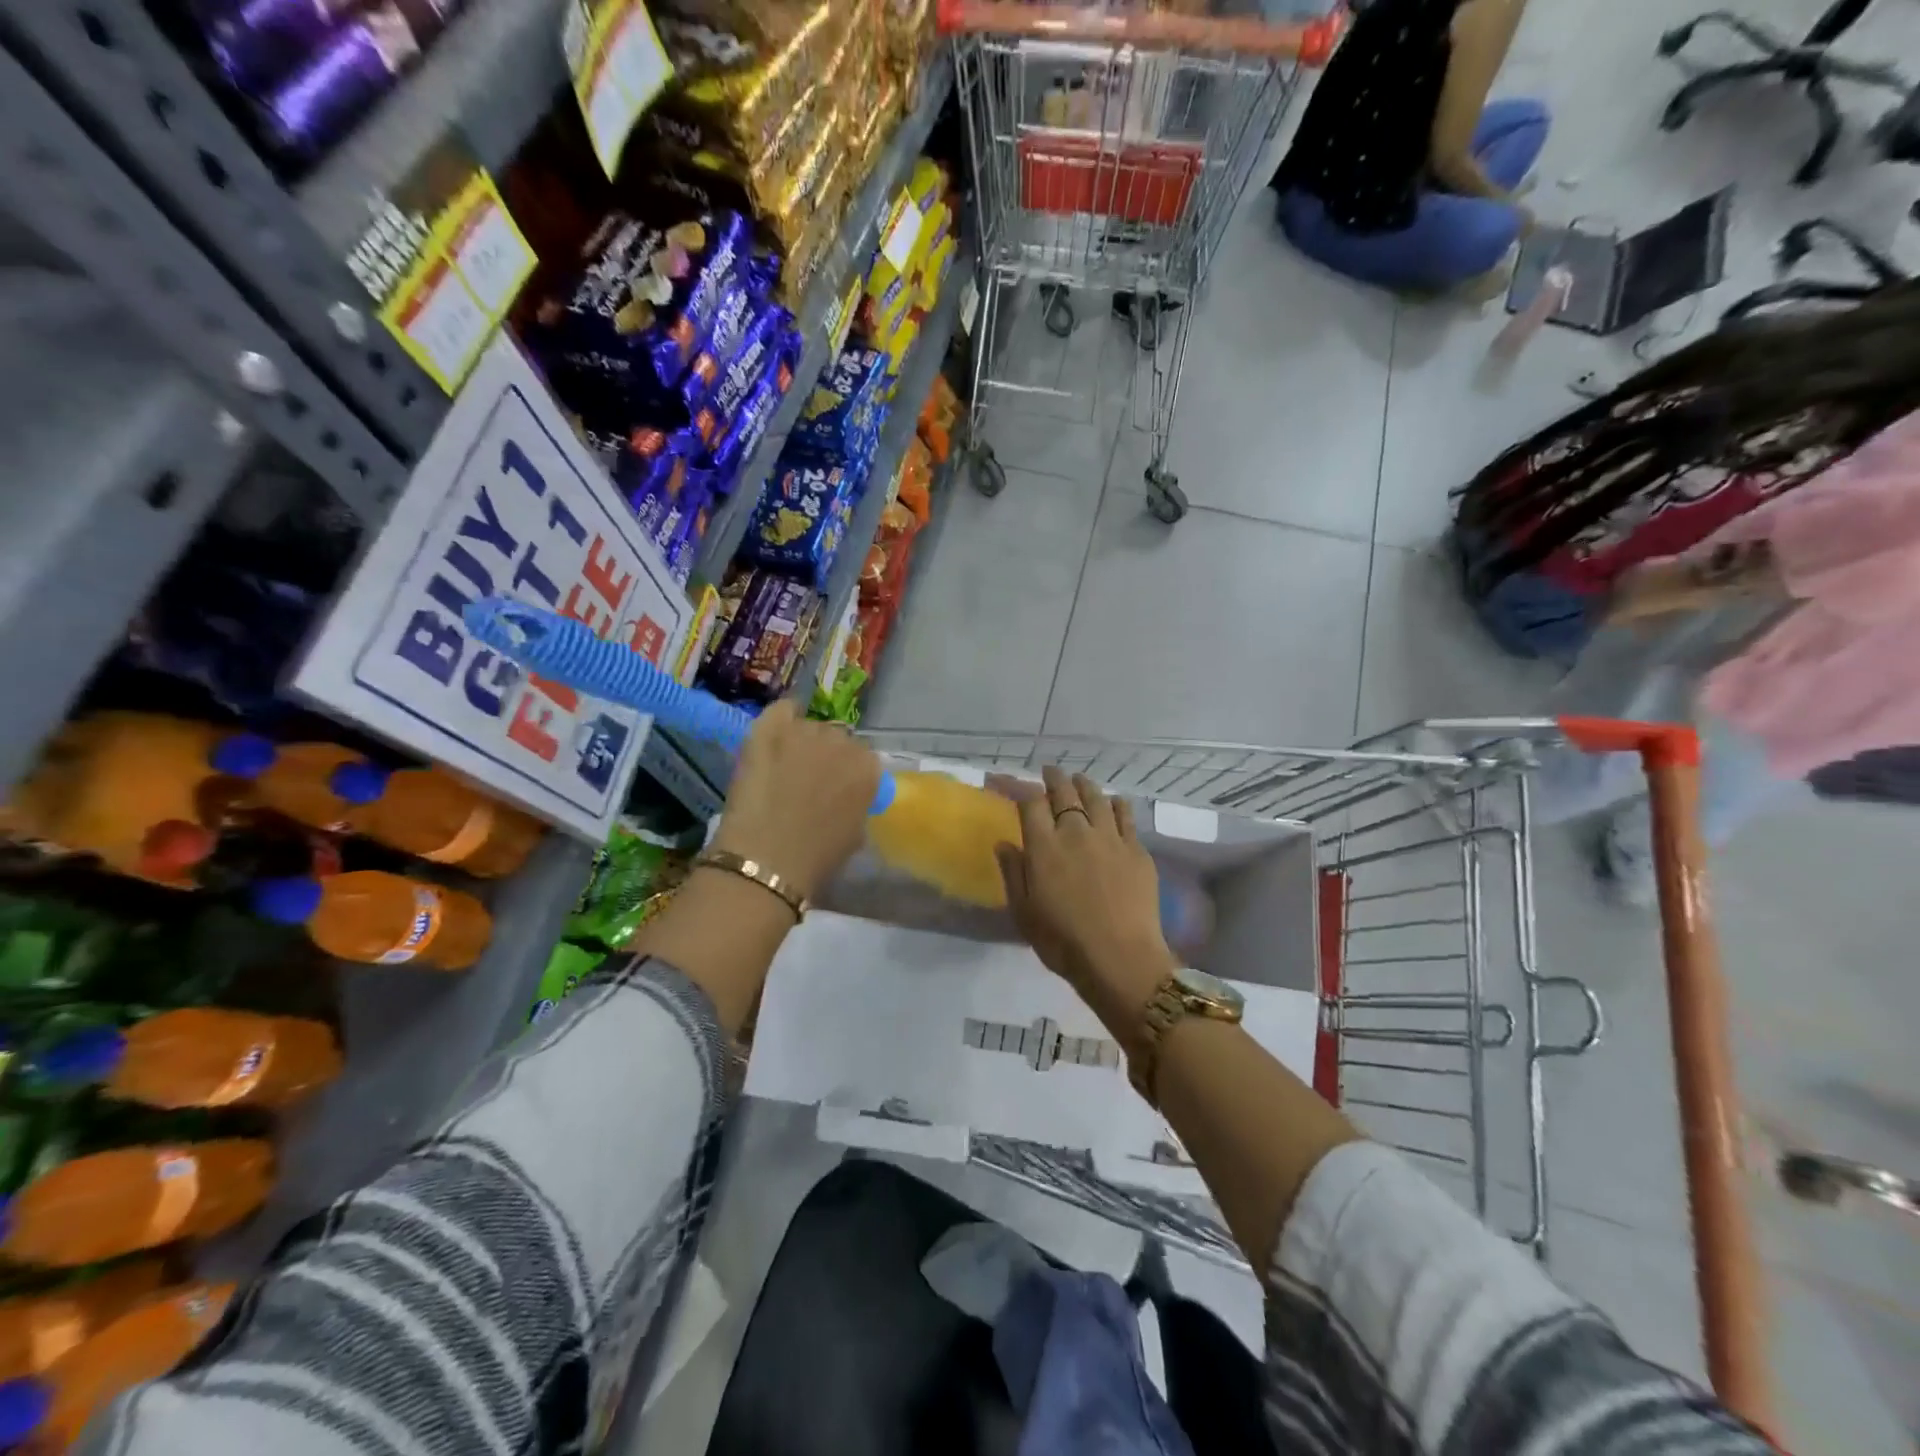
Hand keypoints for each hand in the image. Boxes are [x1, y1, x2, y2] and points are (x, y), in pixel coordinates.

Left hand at [710, 699, 879, 899]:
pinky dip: (781, 718)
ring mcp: (804, 731)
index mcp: (868, 767)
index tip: (836, 788)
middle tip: (809, 779)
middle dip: (826, 755)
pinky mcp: (768, 730)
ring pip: (807, 726)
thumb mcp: (856, 832)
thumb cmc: (817, 857)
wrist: (767, 860)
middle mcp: (841, 740)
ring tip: (785, 764)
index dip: (848, 772)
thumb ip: (858, 802)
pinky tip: (775, 735)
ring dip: (801, 741)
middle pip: (836, 737)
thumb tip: (848, 794)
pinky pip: (780, 710)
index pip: (863, 757)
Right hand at [994, 766, 1175, 1037]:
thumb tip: (1004, 843)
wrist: (1120, 958)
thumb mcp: (1023, 911)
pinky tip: (1113, 803)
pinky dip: (1115, 803)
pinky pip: (1125, 814)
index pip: (1029, 802)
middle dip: (1053, 778)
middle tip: (1049, 772)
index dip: (1015, 786)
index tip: (1004, 781)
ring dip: (1084, 784)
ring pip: (1096, 797)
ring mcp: (1110, 838)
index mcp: (1045, 846)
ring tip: (1079, 781)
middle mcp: (1077, 832)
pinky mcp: (1136, 849)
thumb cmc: (1062, 940)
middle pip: (1064, 792)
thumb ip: (1013, 872)